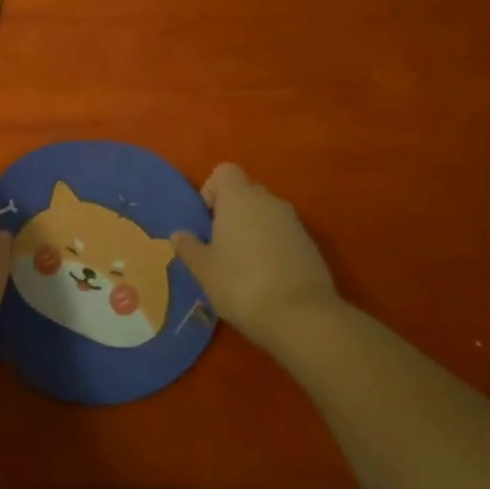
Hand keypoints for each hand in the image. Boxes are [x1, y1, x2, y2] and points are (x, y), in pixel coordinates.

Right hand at [171, 164, 342, 349]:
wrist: (302, 317)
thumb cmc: (241, 285)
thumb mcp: (204, 270)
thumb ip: (189, 247)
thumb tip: (179, 234)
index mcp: (239, 198)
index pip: (224, 172)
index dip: (212, 190)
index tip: (207, 220)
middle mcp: (268, 201)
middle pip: (246, 191)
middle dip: (232, 211)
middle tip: (221, 244)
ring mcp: (293, 222)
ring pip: (266, 213)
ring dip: (253, 228)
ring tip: (243, 263)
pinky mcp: (310, 244)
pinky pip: (283, 233)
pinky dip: (273, 245)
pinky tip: (267, 276)